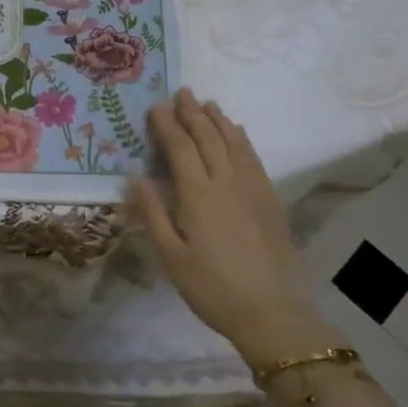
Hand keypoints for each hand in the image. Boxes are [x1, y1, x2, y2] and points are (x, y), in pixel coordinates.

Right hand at [128, 89, 331, 368]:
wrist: (273, 313)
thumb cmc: (212, 289)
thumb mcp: (171, 256)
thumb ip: (152, 213)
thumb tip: (135, 176)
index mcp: (199, 195)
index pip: (180, 148)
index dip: (167, 125)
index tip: (156, 106)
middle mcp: (227, 183)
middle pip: (209, 138)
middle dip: (192, 114)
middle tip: (181, 93)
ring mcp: (254, 189)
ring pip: (235, 144)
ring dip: (219, 121)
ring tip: (207, 104)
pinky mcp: (271, 201)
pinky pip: (254, 159)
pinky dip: (242, 140)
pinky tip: (237, 135)